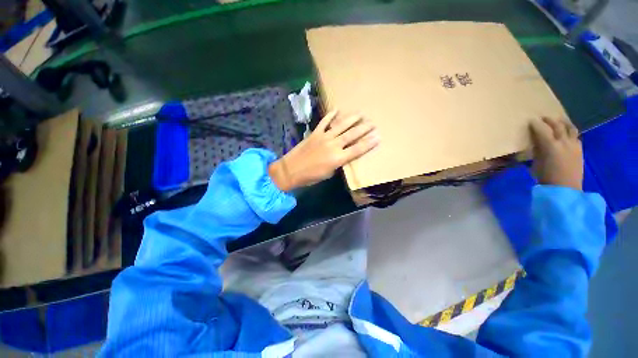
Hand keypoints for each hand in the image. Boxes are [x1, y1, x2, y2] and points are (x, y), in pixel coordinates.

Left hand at [269, 111, 379, 191]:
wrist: (291, 170)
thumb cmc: (311, 177)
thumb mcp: (329, 174)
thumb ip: (338, 163)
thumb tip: (342, 155)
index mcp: (338, 159)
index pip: (357, 149)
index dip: (368, 143)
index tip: (378, 136)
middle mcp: (333, 145)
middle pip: (351, 135)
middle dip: (364, 128)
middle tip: (372, 123)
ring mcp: (323, 137)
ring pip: (340, 126)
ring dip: (351, 119)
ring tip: (360, 114)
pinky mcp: (315, 133)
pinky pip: (324, 122)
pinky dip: (330, 115)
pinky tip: (337, 109)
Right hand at [530, 117, 582, 190]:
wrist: (565, 189)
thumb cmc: (546, 177)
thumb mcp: (536, 163)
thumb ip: (538, 150)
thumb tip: (537, 142)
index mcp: (551, 146)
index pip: (542, 130)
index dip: (536, 124)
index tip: (531, 120)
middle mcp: (564, 142)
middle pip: (558, 126)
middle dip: (550, 120)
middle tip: (543, 118)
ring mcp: (574, 145)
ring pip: (570, 128)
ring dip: (563, 123)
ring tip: (558, 121)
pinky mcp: (580, 150)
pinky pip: (575, 136)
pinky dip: (569, 132)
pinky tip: (566, 133)